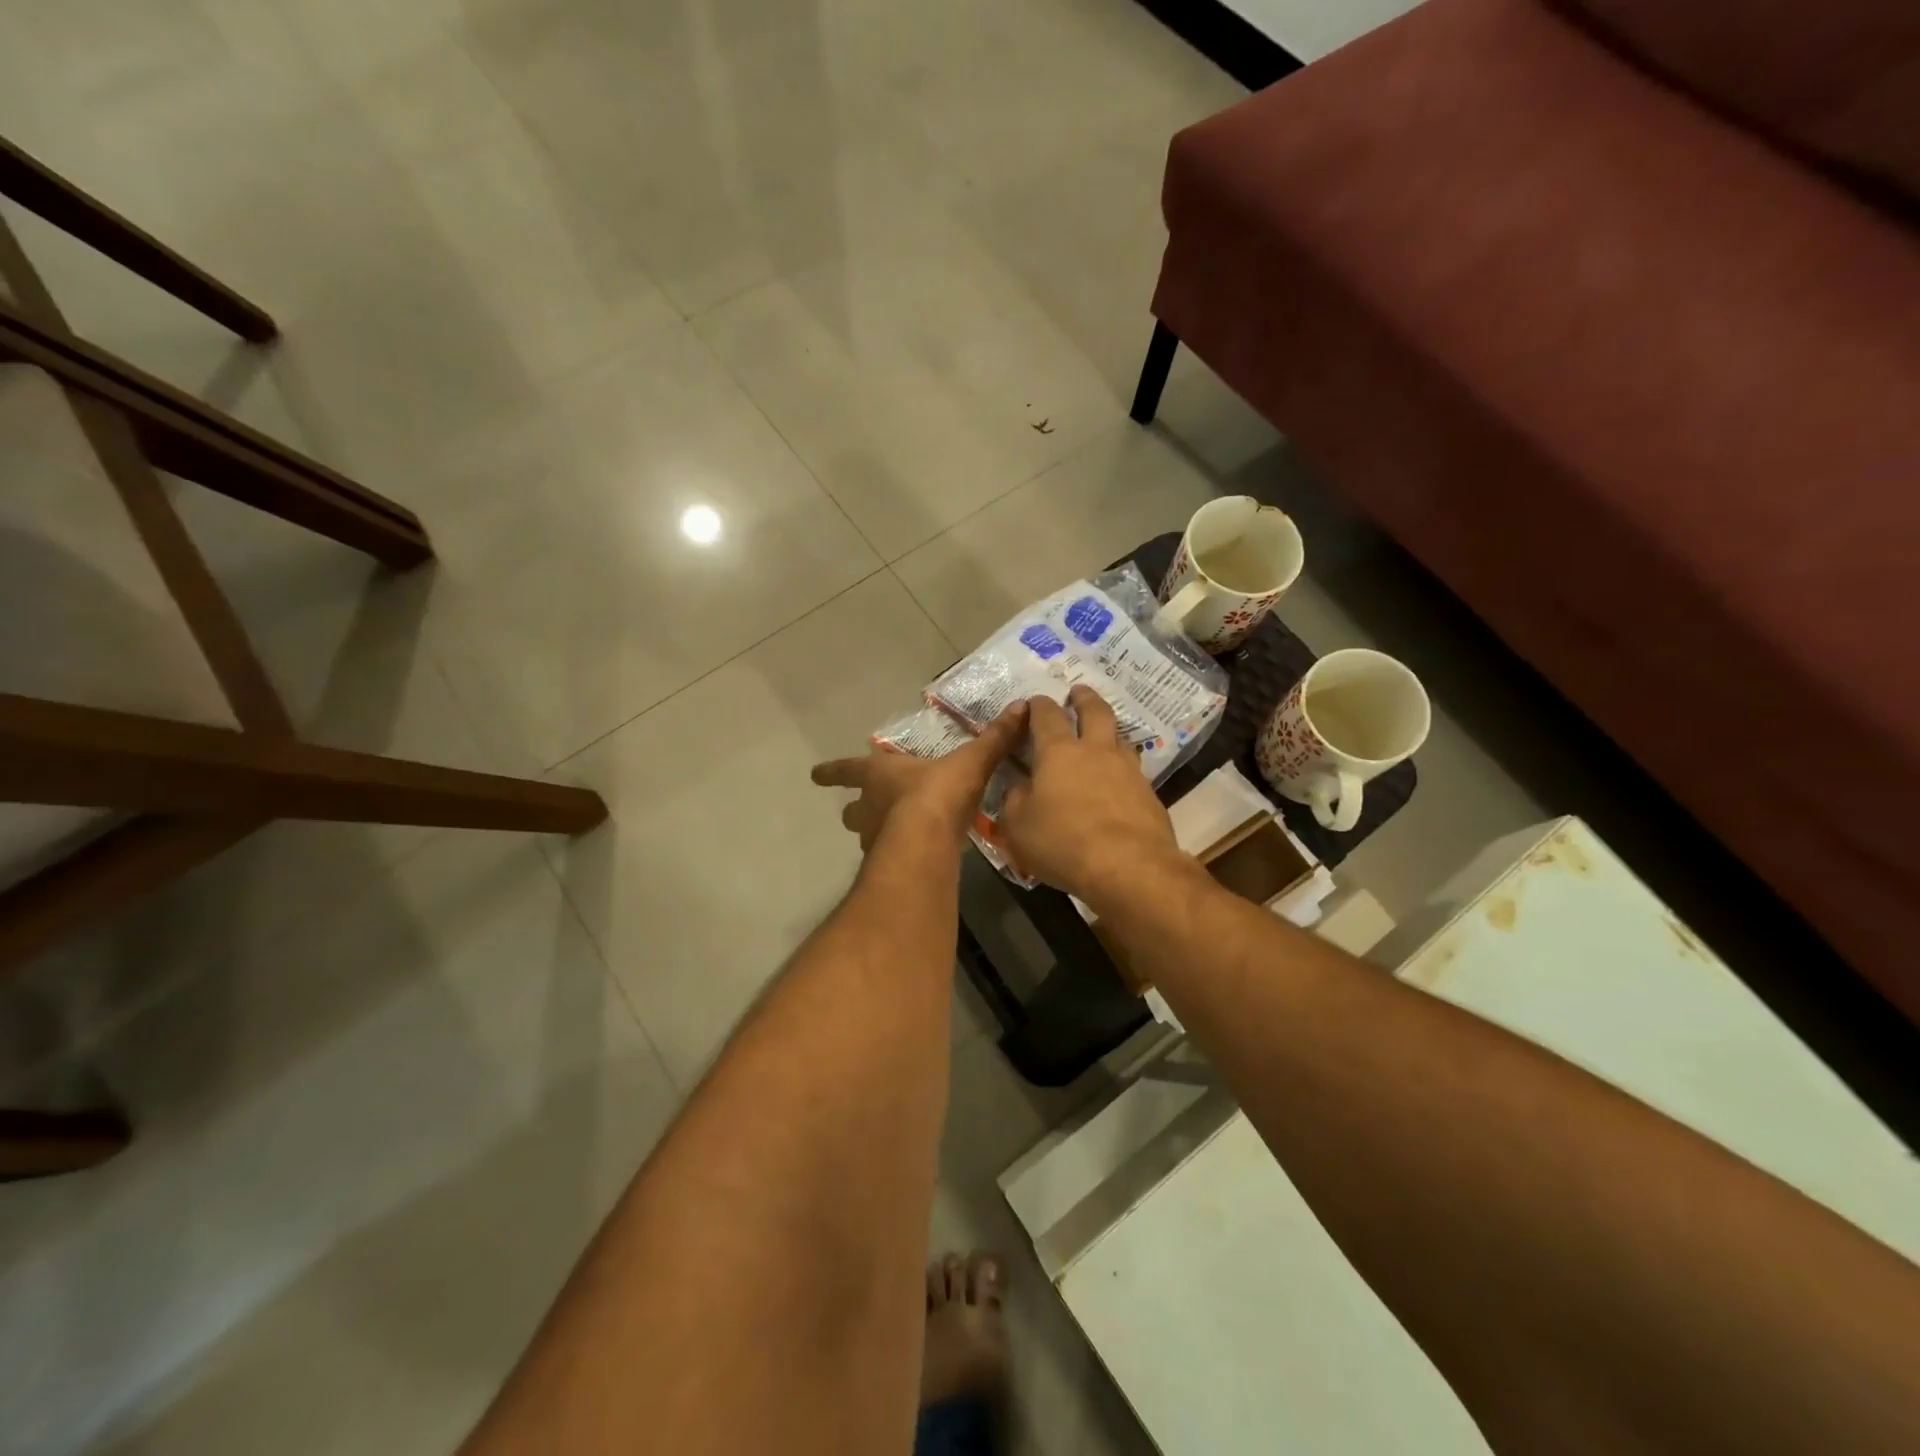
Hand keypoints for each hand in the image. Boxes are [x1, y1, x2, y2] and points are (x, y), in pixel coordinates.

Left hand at [811, 702, 1028, 851]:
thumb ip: (995, 738)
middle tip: (857, 812)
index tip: (814, 774)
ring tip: (892, 838)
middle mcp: (870, 806)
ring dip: (875, 833)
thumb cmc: (938, 792)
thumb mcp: (970, 760)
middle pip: (852, 810)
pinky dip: (896, 856)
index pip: (848, 769)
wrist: (925, 841)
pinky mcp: (888, 866)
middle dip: (854, 810)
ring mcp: (875, 839)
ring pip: (865, 835)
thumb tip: (1022, 706)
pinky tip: (913, 859)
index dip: (833, 770)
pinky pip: (888, 859)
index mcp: (880, 774)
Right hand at [999, 685, 1181, 904]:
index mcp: (1058, 752)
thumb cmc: (1063, 842)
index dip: (1039, 705)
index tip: (1035, 702)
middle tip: (1078, 692)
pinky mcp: (1149, 794)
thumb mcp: (1019, 826)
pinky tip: (1117, 781)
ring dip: (1109, 730)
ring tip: (1102, 735)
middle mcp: (1096, 751)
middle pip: (1095, 711)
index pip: (1047, 715)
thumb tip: (1018, 787)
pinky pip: (1133, 770)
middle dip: (1084, 698)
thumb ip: (1014, 800)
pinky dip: (1122, 767)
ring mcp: (1127, 770)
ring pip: (1120, 737)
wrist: (1129, 866)